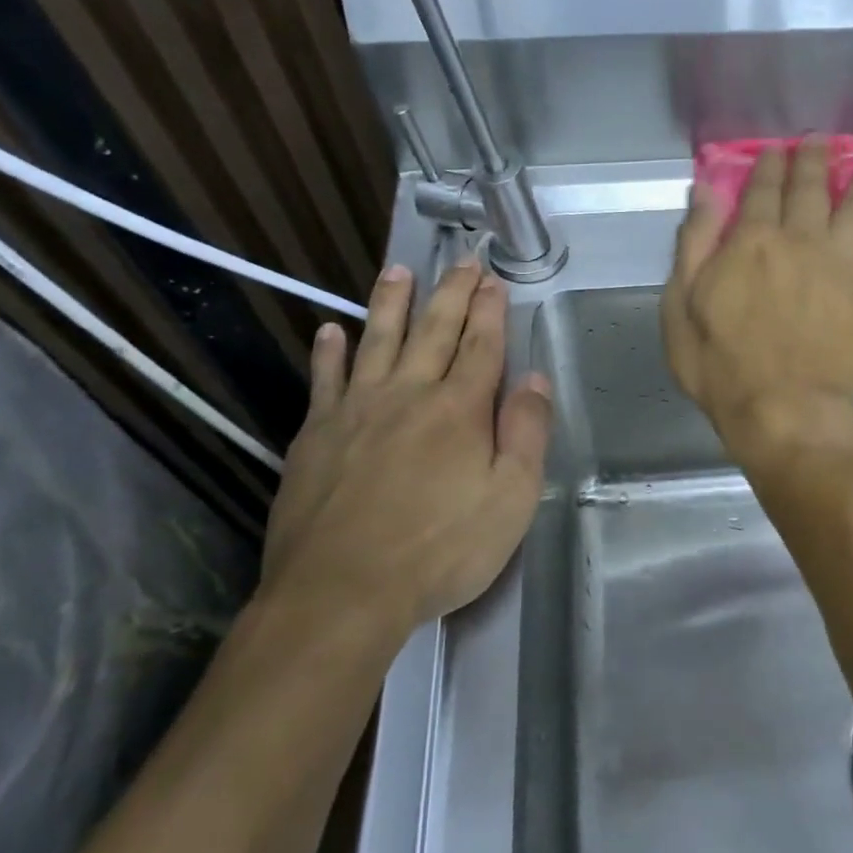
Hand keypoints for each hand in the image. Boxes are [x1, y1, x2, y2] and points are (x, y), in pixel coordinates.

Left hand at [258, 257, 551, 643]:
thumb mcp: (511, 500)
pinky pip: (325, 379)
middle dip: (451, 293)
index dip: (491, 310)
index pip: (482, 346)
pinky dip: (330, 351)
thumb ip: (527, 434)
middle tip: (461, 261)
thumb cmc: (440, 550)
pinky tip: (332, 329)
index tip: (495, 279)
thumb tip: (536, 379)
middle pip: (433, 331)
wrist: (342, 590)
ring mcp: (356, 410)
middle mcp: (408, 394)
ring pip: (377, 340)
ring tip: (398, 270)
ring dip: (390, 302)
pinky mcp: (316, 434)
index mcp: (459, 410)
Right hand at [662, 138, 852, 459]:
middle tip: (823, 142)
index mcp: (750, 242)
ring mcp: (840, 264)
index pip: (761, 189)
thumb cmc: (721, 366)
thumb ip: (693, 246)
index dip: (768, 165)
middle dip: (815, 160)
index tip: (775, 150)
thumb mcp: (680, 308)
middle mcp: (799, 240)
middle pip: (811, 188)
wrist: (783, 409)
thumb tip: (705, 191)